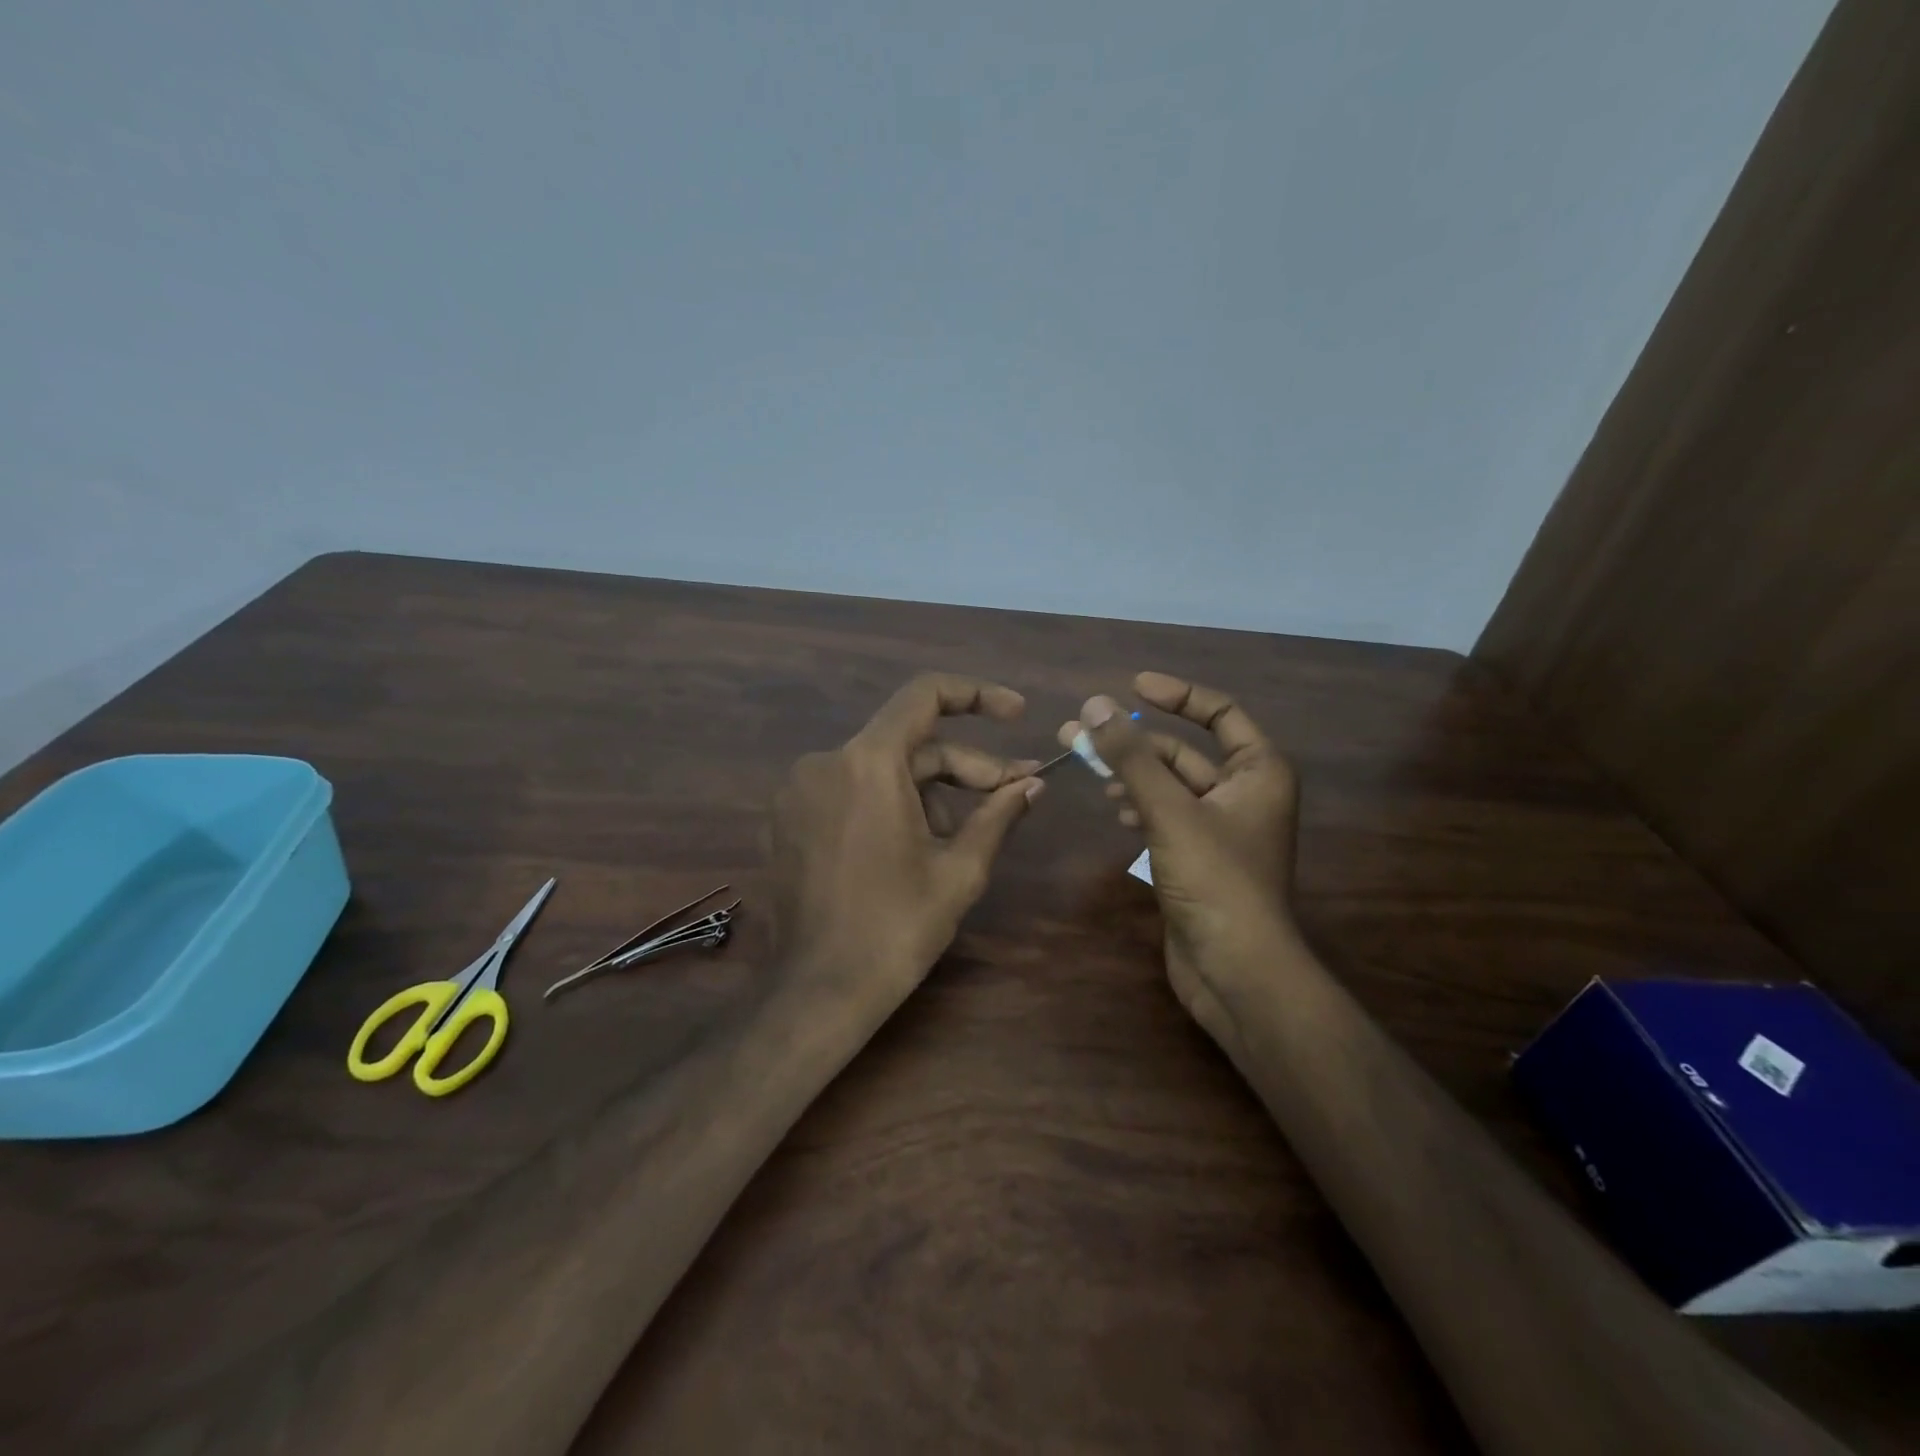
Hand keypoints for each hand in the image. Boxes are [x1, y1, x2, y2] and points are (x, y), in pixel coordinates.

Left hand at [771, 673, 1043, 1009]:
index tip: (1016, 714)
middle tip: (1013, 793)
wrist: (818, 992)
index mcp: (868, 763)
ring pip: (882, 770)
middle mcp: (826, 762)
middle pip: (909, 744)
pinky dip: (890, 804)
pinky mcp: (788, 818)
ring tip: (963, 838)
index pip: (925, 695)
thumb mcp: (960, 870)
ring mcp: (800, 790)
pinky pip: (851, 791)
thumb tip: (1031, 785)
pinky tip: (916, 844)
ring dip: (930, 793)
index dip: (977, 695)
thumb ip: (999, 814)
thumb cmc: (896, 929)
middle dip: (965, 767)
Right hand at [1058, 673, 1297, 1044]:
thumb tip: (1095, 705)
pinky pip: (1164, 815)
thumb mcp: (1170, 811)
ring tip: (1088, 770)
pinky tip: (1114, 810)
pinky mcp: (1197, 857)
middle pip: (1183, 751)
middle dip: (1133, 741)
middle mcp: (1244, 793)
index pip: (1220, 713)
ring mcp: (1220, 828)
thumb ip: (1131, 758)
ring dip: (1130, 774)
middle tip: (1080, 732)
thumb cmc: (1215, 880)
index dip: (1178, 694)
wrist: (1236, 970)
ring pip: (1169, 785)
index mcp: (1258, 771)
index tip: (1133, 686)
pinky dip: (1138, 806)